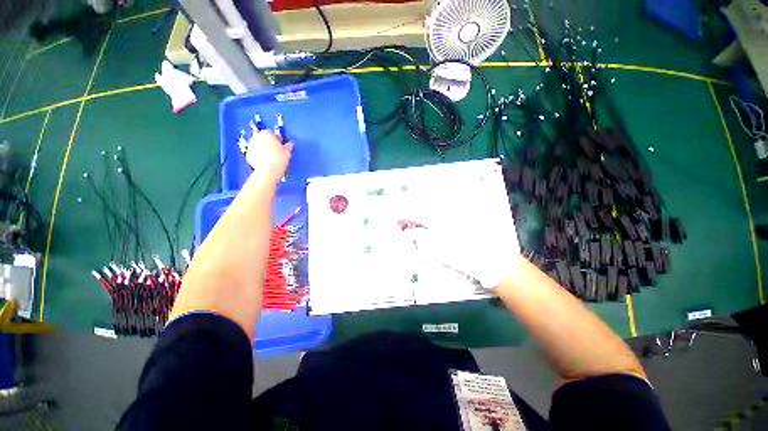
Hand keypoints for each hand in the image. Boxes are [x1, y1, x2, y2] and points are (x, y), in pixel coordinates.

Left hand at [245, 130, 293, 184]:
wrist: (268, 171)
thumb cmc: (279, 159)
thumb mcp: (287, 151)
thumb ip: (288, 145)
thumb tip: (290, 144)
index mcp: (266, 133)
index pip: (273, 134)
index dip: (279, 140)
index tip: (282, 145)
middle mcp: (256, 137)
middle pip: (264, 139)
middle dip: (270, 144)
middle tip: (277, 151)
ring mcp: (250, 146)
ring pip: (259, 146)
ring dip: (265, 150)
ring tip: (273, 157)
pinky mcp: (248, 155)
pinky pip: (255, 153)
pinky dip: (260, 156)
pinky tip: (267, 161)